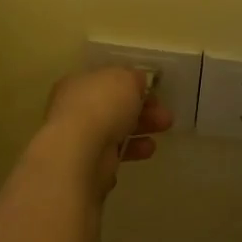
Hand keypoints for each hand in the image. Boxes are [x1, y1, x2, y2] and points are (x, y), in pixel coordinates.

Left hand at [39, 67, 171, 190]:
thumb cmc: (102, 106)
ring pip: (116, 129)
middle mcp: (76, 108)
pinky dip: (131, 150)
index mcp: (79, 83)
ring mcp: (80, 137)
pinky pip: (114, 153)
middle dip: (143, 110)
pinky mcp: (87, 162)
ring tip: (162, 132)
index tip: (155, 93)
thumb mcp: (126, 79)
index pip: (108, 81)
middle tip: (165, 116)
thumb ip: (134, 78)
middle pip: (114, 107)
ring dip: (141, 130)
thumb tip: (137, 82)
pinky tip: (146, 151)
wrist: (81, 152)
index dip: (133, 86)